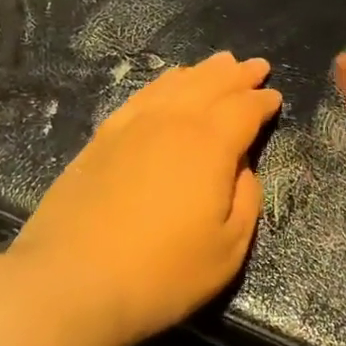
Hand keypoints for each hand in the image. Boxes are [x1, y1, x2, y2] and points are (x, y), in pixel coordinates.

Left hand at [8, 52, 280, 345]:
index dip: (262, 102)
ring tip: (219, 63)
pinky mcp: (101, 139)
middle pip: (211, 86)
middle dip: (237, 75)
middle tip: (256, 66)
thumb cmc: (162, 272)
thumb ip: (246, 199)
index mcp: (210, 144)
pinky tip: (167, 84)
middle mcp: (172, 122)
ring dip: (202, 72)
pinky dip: (162, 83)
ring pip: (174, 84)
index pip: (244, 110)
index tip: (274, 97)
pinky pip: (141, 96)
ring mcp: (132, 126)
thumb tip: (243, 167)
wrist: (71, 282)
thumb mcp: (228, 248)